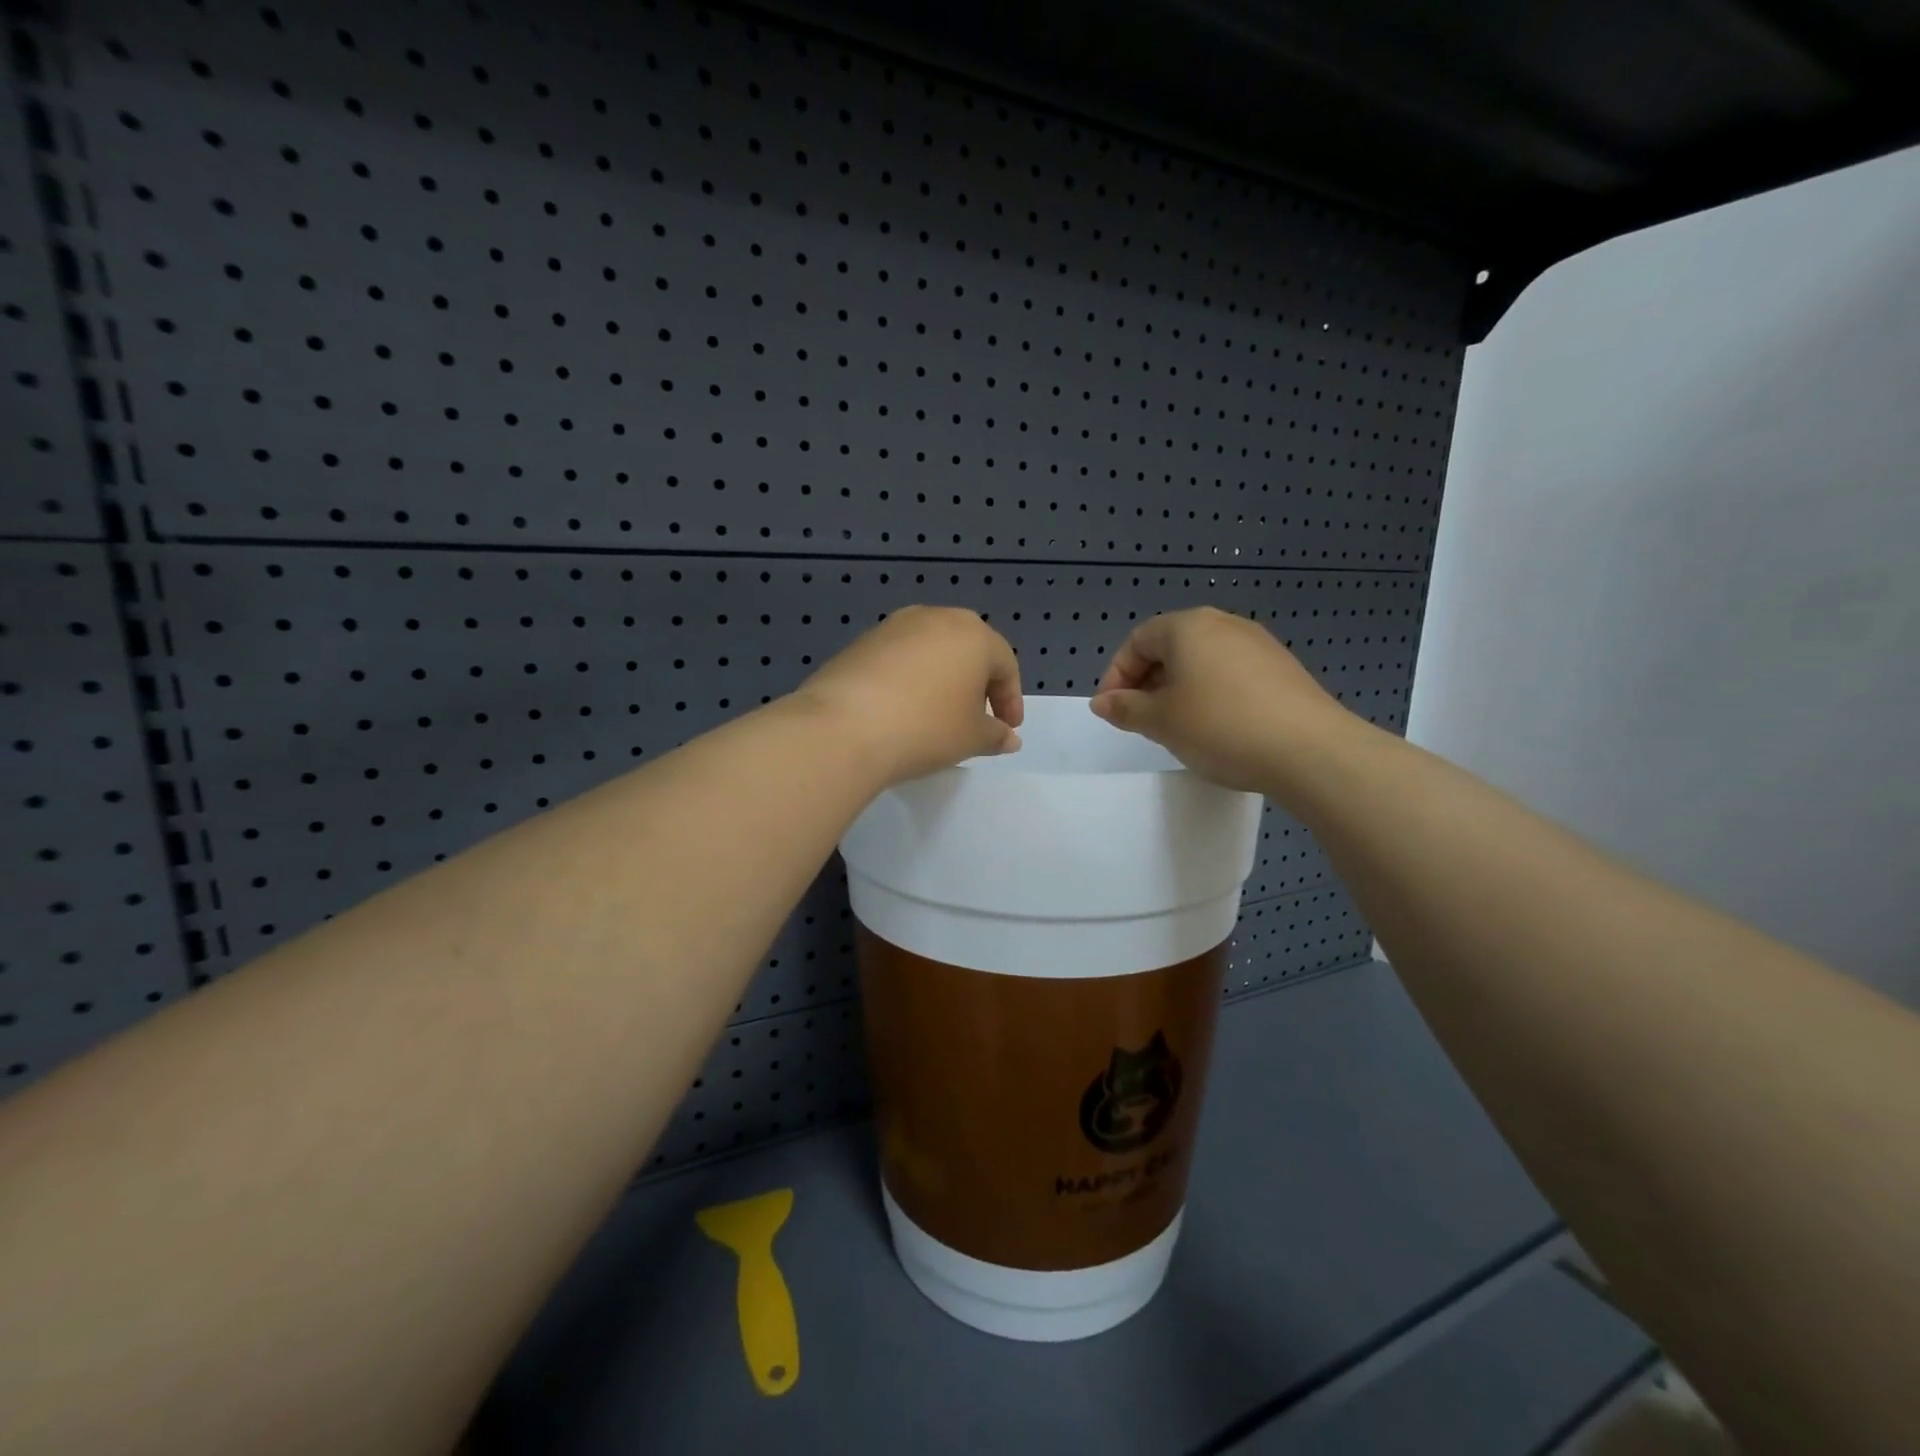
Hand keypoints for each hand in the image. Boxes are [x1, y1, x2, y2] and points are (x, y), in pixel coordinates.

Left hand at [793, 606, 1023, 785]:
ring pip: (931, 650)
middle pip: (967, 649)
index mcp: (973, 634)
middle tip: (976, 717)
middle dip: (977, 683)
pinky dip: (909, 679)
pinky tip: (901, 709)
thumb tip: (1009, 738)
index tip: (1007, 729)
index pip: (1004, 664)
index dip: (1010, 699)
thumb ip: (995, 735)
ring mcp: (893, 626)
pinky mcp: (861, 642)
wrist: (844, 727)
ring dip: (941, 678)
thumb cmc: (926, 728)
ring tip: (937, 714)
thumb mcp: (971, 738)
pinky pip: (899, 659)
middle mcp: (935, 618)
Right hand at [1089, 607, 1351, 792]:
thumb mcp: (1161, 721)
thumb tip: (1102, 702)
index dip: (1117, 675)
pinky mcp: (1282, 669)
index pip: (1138, 640)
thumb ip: (1125, 708)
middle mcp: (1224, 624)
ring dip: (1179, 689)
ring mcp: (1258, 645)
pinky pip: (1231, 674)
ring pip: (1202, 661)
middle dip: (1147, 682)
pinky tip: (1216, 727)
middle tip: (1140, 720)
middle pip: (1171, 647)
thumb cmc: (1220, 727)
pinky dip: (1211, 694)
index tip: (1112, 710)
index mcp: (1189, 626)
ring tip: (1176, 727)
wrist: (1310, 751)